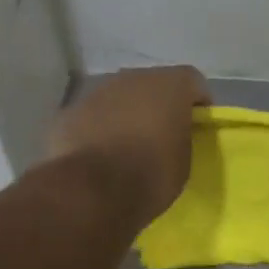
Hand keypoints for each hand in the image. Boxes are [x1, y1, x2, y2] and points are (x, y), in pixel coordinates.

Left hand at [47, 66, 211, 226]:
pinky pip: (94, 116)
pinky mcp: (71, 111)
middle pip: (153, 85)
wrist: (91, 191)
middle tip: (162, 135)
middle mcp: (133, 78)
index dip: (198, 102)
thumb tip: (171, 135)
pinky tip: (99, 155)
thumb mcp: (183, 162)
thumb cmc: (150, 175)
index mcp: (170, 85)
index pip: (193, 81)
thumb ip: (181, 138)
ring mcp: (98, 92)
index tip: (197, 126)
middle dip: (159, 105)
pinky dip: (99, 129)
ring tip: (128, 147)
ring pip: (120, 98)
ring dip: (127, 115)